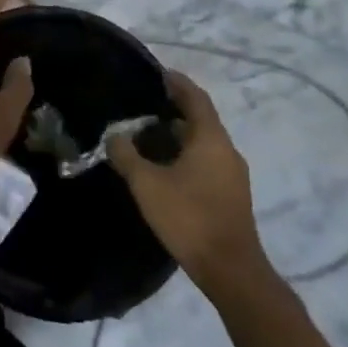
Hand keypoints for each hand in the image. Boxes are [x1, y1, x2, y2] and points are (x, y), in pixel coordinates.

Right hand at [108, 70, 272, 294]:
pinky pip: (207, 162)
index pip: (195, 96)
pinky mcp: (232, 196)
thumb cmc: (190, 217)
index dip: (176, 82)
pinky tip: (165, 168)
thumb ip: (127, 155)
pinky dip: (186, 155)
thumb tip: (114, 137)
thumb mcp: (147, 184)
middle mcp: (226, 149)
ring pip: (203, 142)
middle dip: (173, 109)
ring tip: (147, 137)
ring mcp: (233, 175)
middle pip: (200, 118)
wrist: (232, 272)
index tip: (156, 74)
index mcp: (211, 138)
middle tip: (142, 107)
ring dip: (178, 135)